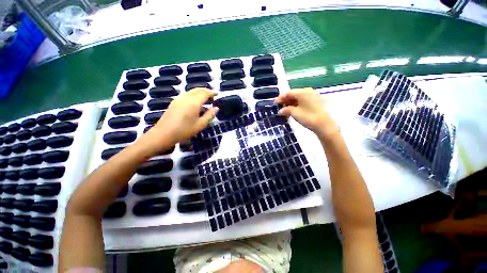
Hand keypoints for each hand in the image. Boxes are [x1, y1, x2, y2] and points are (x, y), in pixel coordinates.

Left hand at [139, 88, 217, 152]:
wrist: (164, 134)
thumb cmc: (184, 130)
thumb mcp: (200, 124)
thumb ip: (209, 115)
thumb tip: (216, 108)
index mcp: (194, 103)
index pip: (205, 93)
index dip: (212, 92)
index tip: (217, 94)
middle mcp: (186, 98)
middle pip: (197, 90)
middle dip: (206, 91)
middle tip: (212, 96)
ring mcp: (179, 99)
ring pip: (191, 91)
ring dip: (199, 92)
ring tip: (205, 99)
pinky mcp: (174, 102)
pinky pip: (186, 95)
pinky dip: (193, 95)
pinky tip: (194, 102)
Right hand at [275, 88, 339, 139]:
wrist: (324, 125)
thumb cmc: (308, 117)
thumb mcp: (294, 113)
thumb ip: (286, 110)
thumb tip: (280, 111)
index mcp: (303, 92)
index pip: (288, 93)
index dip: (281, 98)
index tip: (275, 103)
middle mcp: (308, 92)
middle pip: (293, 94)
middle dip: (286, 101)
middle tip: (280, 108)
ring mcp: (313, 96)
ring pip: (298, 98)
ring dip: (291, 104)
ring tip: (285, 111)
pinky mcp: (316, 102)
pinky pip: (303, 101)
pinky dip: (297, 105)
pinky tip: (293, 111)